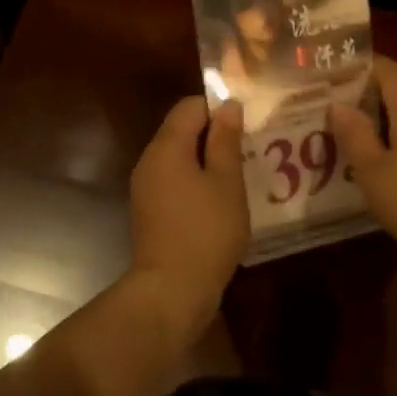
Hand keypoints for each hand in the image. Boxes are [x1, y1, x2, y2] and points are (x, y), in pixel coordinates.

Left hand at [128, 95, 248, 334]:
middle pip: (181, 131)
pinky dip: (196, 182)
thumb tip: (228, 106)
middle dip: (214, 134)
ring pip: (179, 158)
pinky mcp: (150, 211)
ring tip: (241, 173)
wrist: (172, 289)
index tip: (247, 123)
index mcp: (166, 147)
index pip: (189, 106)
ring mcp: (146, 188)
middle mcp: (149, 161)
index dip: (219, 107)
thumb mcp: (226, 182)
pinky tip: (221, 199)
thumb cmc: (206, 231)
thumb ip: (226, 140)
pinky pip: (175, 181)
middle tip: (250, 148)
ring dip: (207, 160)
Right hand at [331, 56, 396, 267]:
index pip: (389, 70)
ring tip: (356, 133)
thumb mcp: (372, 171)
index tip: (334, 73)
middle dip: (370, 92)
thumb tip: (338, 103)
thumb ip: (354, 134)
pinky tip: (388, 159)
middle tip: (337, 106)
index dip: (363, 66)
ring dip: (386, 117)